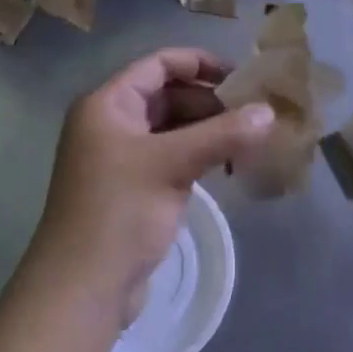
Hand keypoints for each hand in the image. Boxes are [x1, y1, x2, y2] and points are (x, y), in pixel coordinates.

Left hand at [27, 49, 273, 329]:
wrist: (82, 288)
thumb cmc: (120, 212)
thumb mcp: (173, 165)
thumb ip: (223, 134)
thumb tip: (270, 112)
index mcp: (108, 104)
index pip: (158, 65)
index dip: (200, 64)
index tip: (243, 77)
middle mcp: (111, 123)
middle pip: (167, 95)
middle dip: (210, 102)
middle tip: (255, 115)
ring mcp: (121, 158)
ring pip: (172, 129)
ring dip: (208, 131)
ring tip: (250, 140)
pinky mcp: (133, 188)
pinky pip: (171, 157)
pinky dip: (198, 156)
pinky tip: (229, 166)